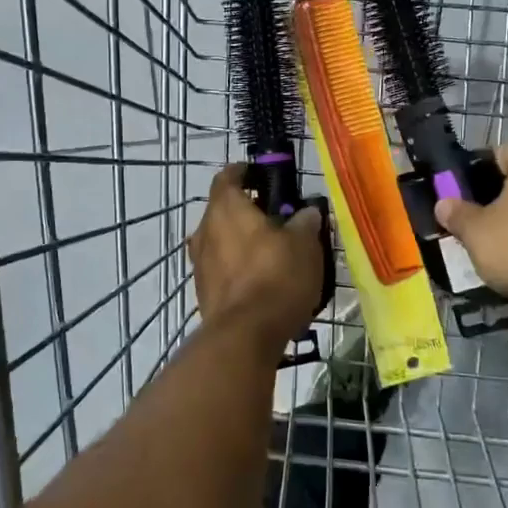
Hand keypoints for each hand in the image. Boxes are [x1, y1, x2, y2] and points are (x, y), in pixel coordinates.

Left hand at [188, 165, 324, 346]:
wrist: (245, 335)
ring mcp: (200, 263)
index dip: (244, 172)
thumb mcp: (304, 245)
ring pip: (221, 241)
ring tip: (272, 251)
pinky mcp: (203, 292)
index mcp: (225, 208)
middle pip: (223, 210)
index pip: (228, 177)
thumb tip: (306, 212)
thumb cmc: (276, 276)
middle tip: (276, 217)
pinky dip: (238, 268)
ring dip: (241, 241)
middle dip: (246, 211)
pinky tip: (262, 280)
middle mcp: (205, 230)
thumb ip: (304, 223)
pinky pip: (222, 269)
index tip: (260, 174)